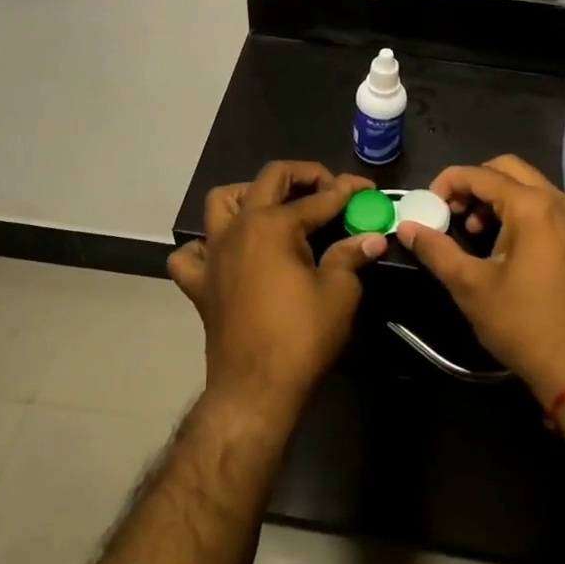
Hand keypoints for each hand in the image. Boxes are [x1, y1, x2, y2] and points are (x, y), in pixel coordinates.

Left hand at [167, 162, 387, 407]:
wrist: (255, 388)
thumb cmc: (301, 336)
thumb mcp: (339, 292)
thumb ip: (351, 255)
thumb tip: (372, 237)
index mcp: (274, 224)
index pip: (320, 198)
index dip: (348, 191)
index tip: (367, 190)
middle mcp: (239, 227)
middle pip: (269, 179)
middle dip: (303, 175)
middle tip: (328, 189)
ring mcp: (214, 253)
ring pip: (221, 202)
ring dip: (248, 195)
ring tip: (274, 209)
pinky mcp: (200, 283)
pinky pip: (192, 253)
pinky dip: (206, 246)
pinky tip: (227, 254)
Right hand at [395, 155, 564, 405]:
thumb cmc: (523, 323)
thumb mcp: (471, 286)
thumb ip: (436, 249)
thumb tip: (406, 227)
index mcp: (533, 206)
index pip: (481, 174)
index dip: (448, 183)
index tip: (427, 205)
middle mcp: (557, 201)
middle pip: (507, 169)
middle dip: (473, 183)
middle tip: (450, 211)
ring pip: (527, 185)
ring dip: (495, 196)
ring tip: (471, 229)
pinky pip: (542, 204)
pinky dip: (516, 209)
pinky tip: (498, 242)